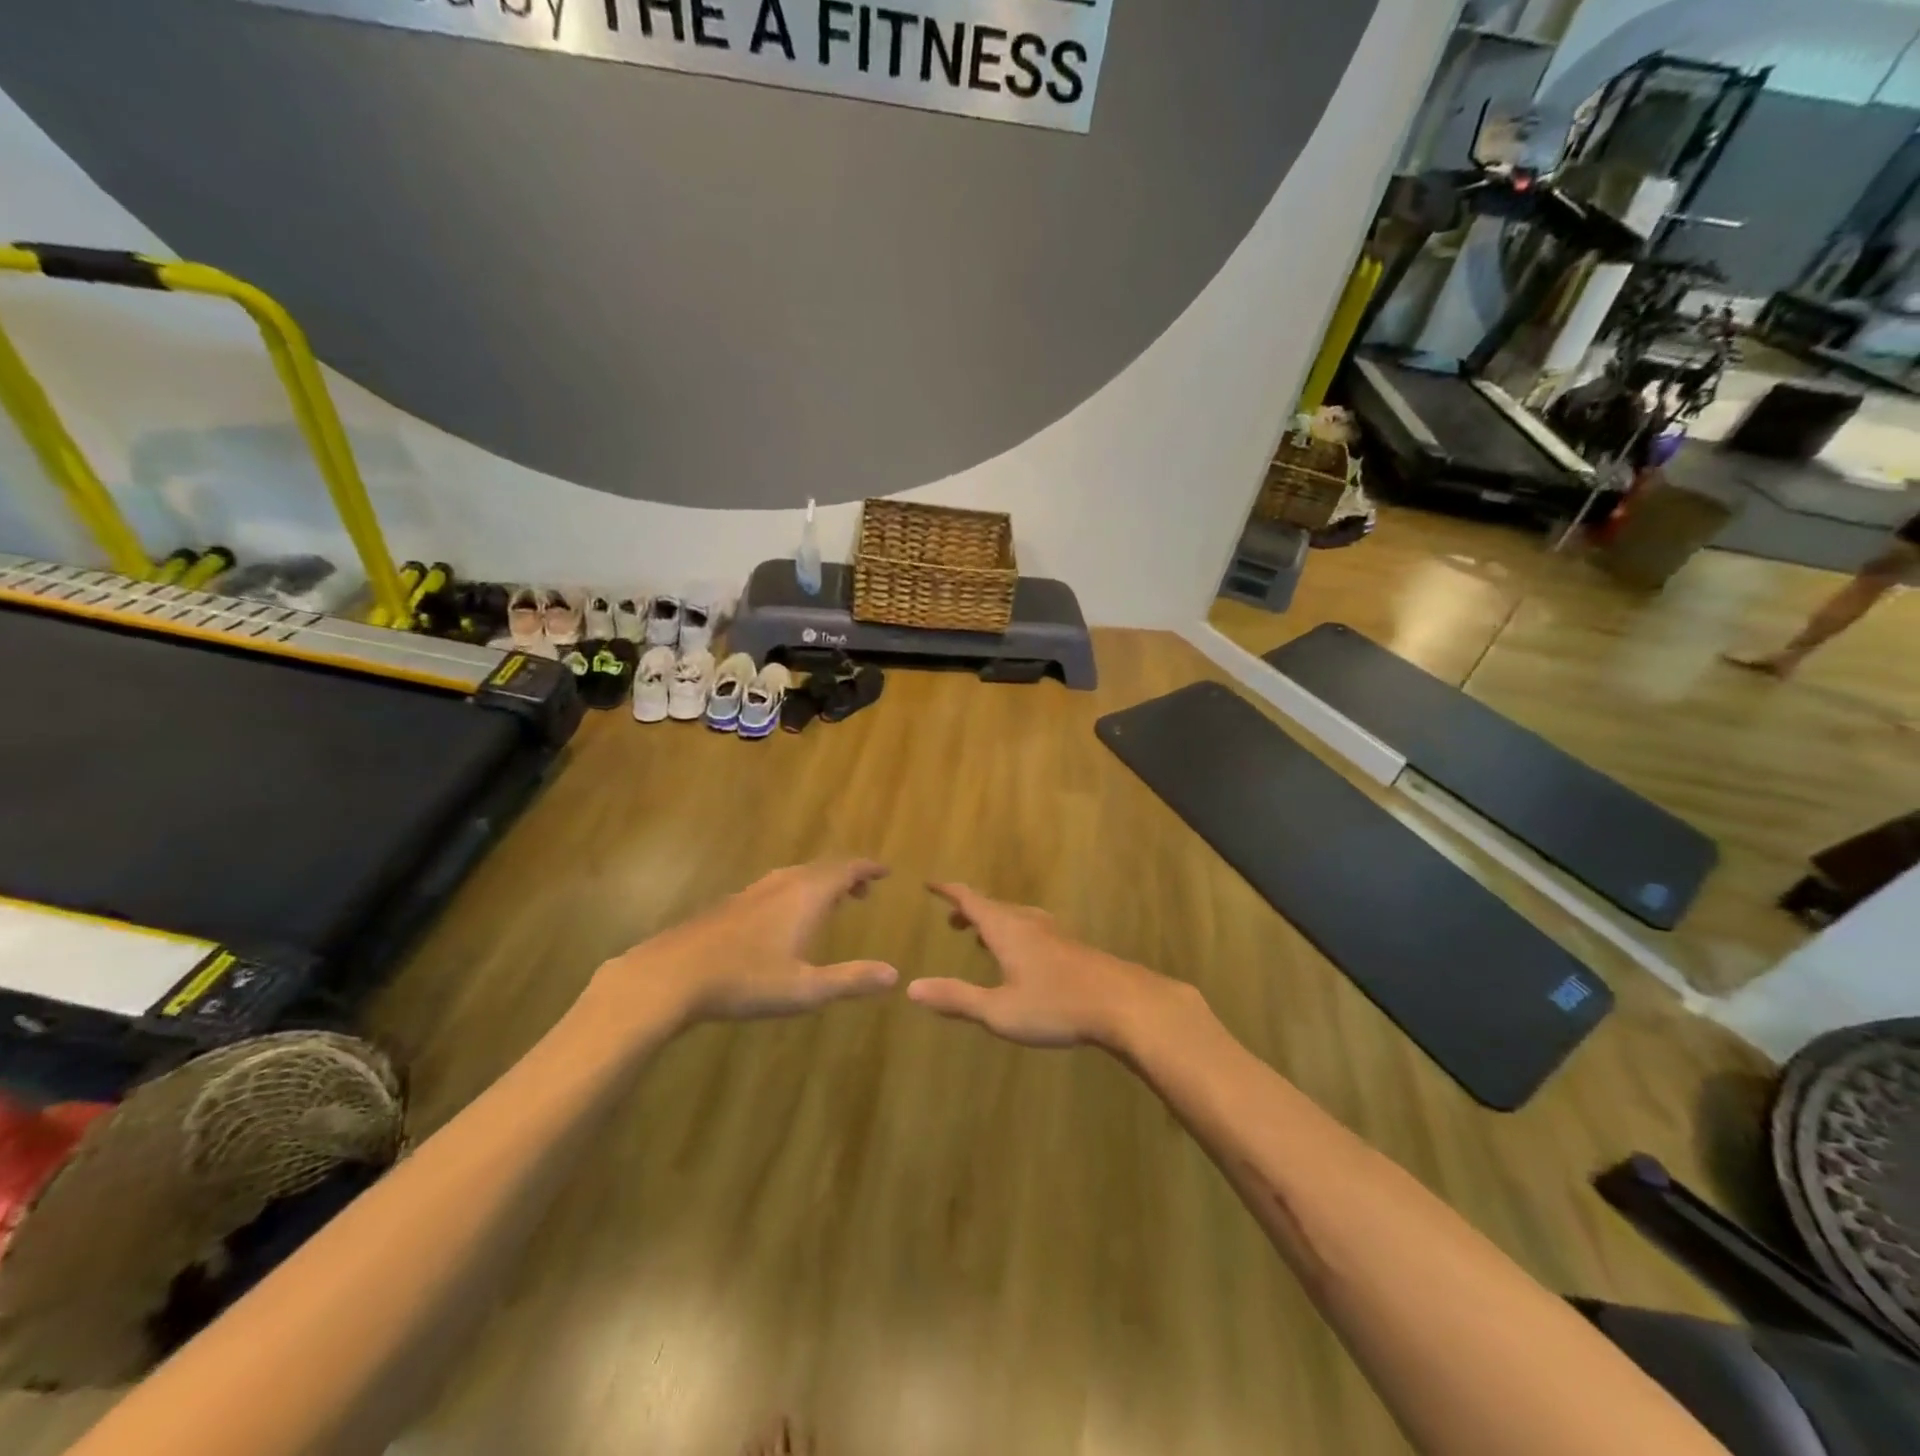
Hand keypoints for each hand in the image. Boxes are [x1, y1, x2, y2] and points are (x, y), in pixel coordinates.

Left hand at [588, 860, 897, 1029]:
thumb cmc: (746, 981)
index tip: (884, 871)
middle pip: (822, 868)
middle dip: (846, 876)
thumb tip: (894, 975)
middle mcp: (782, 884)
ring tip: (829, 902)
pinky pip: (775, 886)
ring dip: (819, 883)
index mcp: (806, 896)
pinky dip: (794, 892)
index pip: (845, 869)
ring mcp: (752, 892)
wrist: (672, 975)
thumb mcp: (806, 988)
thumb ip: (851, 979)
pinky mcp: (730, 904)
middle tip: (862, 891)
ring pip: (796, 875)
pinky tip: (783, 918)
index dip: (867, 868)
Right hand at [906, 882, 1190, 1050]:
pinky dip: (1016, 934)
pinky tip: (1024, 958)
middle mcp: (1029, 923)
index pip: (971, 900)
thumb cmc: (1057, 1006)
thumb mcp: (999, 1010)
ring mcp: (1054, 933)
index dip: (949, 891)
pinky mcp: (1072, 948)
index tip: (930, 883)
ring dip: (995, 922)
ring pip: (1016, 918)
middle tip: (952, 922)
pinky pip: (1034, 930)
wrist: (1124, 1004)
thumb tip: (911, 987)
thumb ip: (957, 998)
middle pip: (994, 907)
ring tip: (982, 938)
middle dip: (970, 910)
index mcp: (1007, 929)